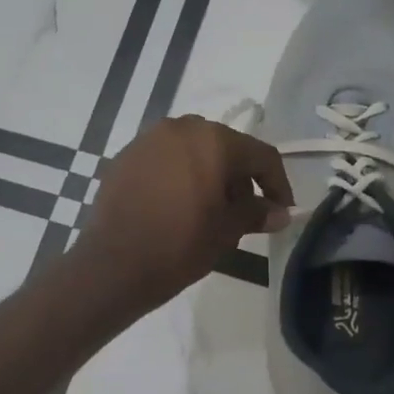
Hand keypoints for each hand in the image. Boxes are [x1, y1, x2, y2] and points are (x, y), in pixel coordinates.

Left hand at [72, 116, 292, 309]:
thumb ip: (256, 213)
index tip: (281, 210)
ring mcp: (148, 139)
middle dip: (239, 178)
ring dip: (208, 174)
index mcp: (213, 140)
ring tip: (209, 211)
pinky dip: (178, 176)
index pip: (260, 155)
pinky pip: (164, 160)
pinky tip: (176, 206)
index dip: (277, 184)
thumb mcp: (226, 231)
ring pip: (193, 151)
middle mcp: (181, 128)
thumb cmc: (179, 245)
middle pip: (225, 148)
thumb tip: (279, 212)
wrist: (113, 265)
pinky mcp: (125, 156)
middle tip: (244, 213)